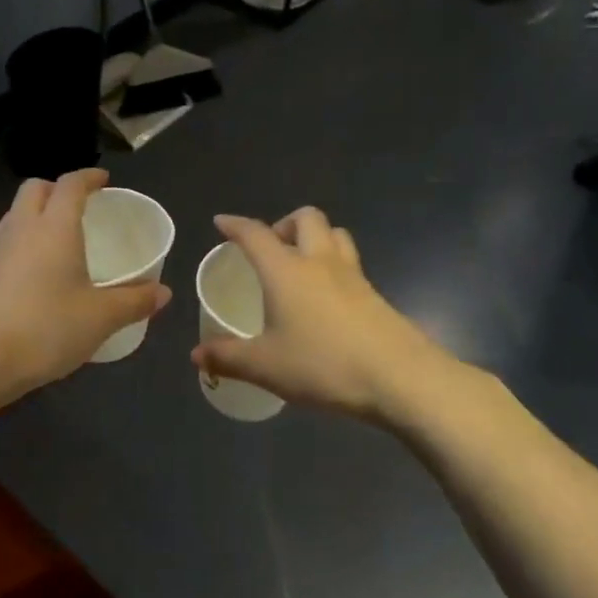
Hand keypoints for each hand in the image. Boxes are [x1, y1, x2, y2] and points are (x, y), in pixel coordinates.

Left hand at [0, 169, 170, 407]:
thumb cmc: (44, 329)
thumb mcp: (99, 319)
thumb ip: (134, 302)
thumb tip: (163, 292)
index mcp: (54, 227)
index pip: (69, 185)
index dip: (88, 177)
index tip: (103, 180)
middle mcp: (21, 229)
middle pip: (34, 189)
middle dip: (57, 189)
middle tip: (80, 206)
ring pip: (16, 215)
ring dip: (37, 215)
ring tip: (60, 240)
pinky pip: (5, 243)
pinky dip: (24, 243)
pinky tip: (37, 275)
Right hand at [190, 208, 469, 420]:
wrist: (401, 378)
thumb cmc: (324, 365)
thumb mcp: (266, 366)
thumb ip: (228, 358)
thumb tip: (197, 356)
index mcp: (286, 270)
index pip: (255, 234)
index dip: (235, 225)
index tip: (222, 222)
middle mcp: (319, 262)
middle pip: (305, 218)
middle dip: (284, 223)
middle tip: (271, 248)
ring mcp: (353, 276)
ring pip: (335, 235)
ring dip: (316, 238)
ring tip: (301, 265)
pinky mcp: (375, 295)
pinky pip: (350, 264)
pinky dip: (334, 267)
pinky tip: (327, 300)